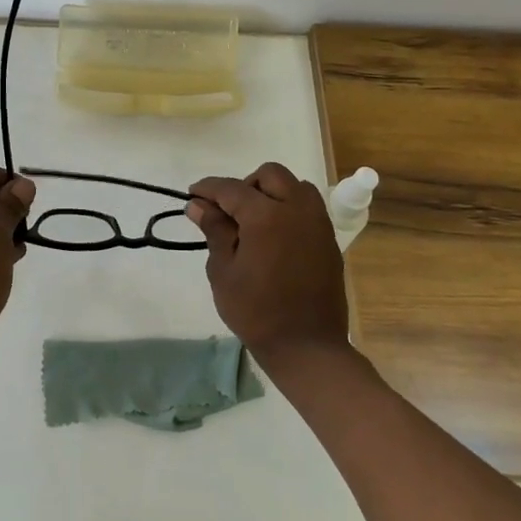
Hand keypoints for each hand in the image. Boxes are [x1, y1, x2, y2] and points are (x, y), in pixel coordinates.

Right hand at [187, 162, 350, 371]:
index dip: (208, 188)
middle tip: (228, 211)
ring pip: (295, 186)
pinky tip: (275, 236)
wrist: (306, 346)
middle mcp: (296, 209)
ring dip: (272, 193)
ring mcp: (317, 223)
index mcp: (266, 215)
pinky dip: (289, 209)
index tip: (192, 195)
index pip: (231, 188)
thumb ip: (214, 230)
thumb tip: (199, 205)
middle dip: (245, 185)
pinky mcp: (328, 239)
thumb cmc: (256, 311)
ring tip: (255, 221)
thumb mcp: (223, 271)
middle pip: (270, 175)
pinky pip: (308, 207)